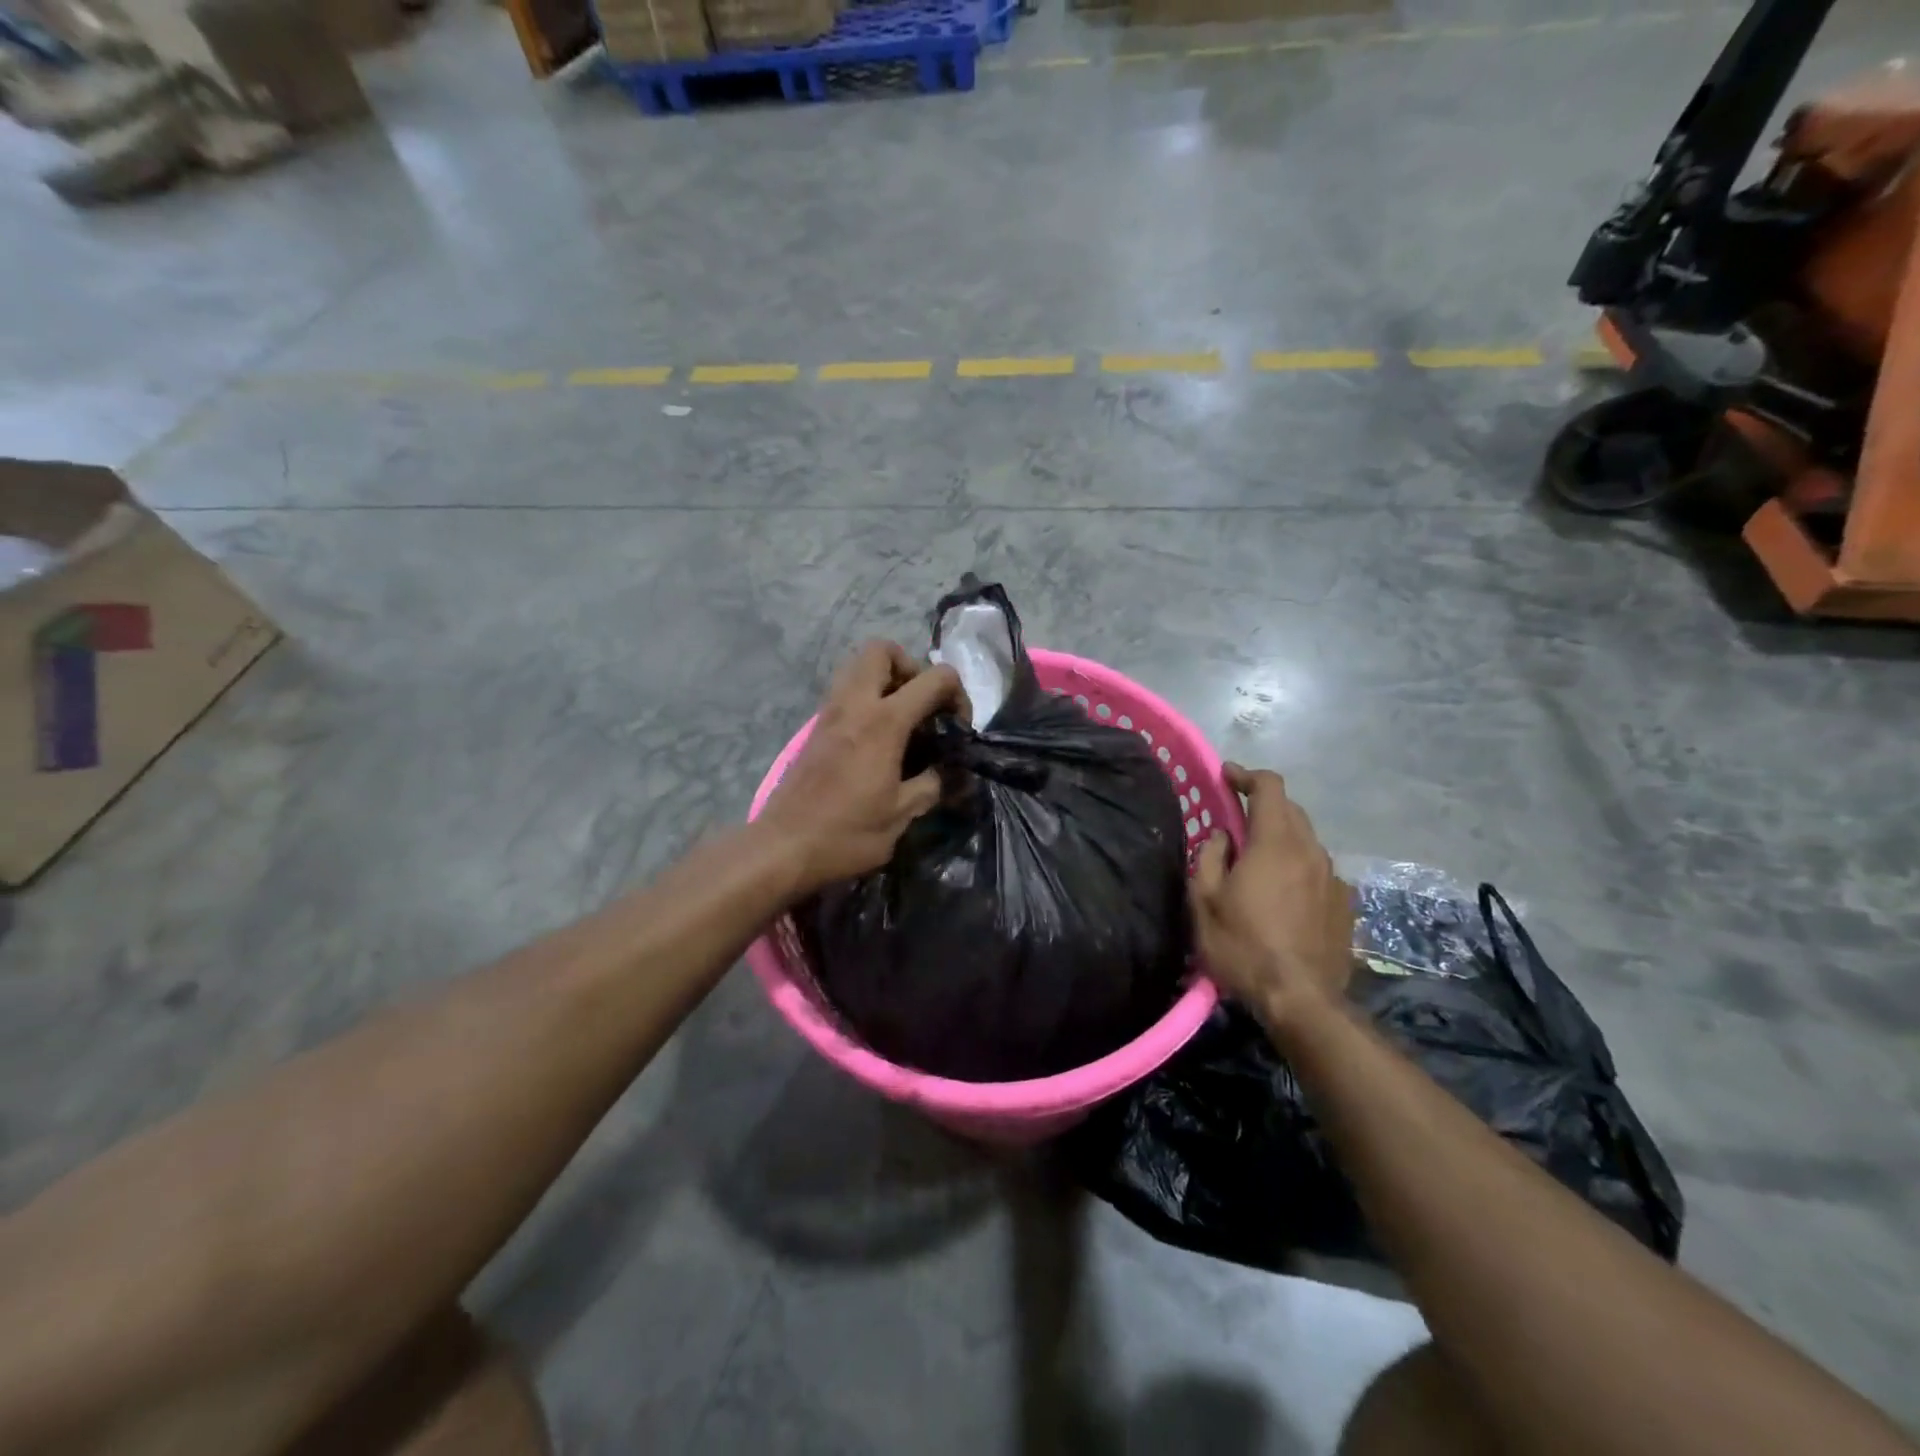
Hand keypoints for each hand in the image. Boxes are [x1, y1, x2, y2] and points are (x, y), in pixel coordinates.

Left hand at [758, 640, 966, 894]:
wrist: (783, 847)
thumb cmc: (847, 833)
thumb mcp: (902, 814)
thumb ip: (933, 785)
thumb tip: (950, 774)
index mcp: (884, 721)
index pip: (934, 679)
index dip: (957, 695)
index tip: (958, 729)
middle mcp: (855, 704)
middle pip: (883, 650)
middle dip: (911, 668)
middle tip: (923, 705)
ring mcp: (830, 713)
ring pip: (858, 666)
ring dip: (886, 680)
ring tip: (902, 719)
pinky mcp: (816, 728)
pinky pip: (845, 691)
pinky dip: (866, 699)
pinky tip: (878, 739)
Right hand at [1192, 764, 1354, 1030]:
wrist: (1301, 1001)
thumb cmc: (1243, 946)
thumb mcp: (1205, 901)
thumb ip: (1210, 857)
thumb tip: (1222, 836)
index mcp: (1275, 843)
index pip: (1270, 787)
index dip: (1247, 775)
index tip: (1226, 777)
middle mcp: (1310, 850)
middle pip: (1291, 810)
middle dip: (1263, 806)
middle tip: (1236, 821)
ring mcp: (1333, 877)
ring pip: (1306, 840)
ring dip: (1281, 837)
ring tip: (1258, 861)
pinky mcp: (1345, 904)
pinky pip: (1318, 870)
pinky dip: (1298, 867)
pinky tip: (1283, 895)